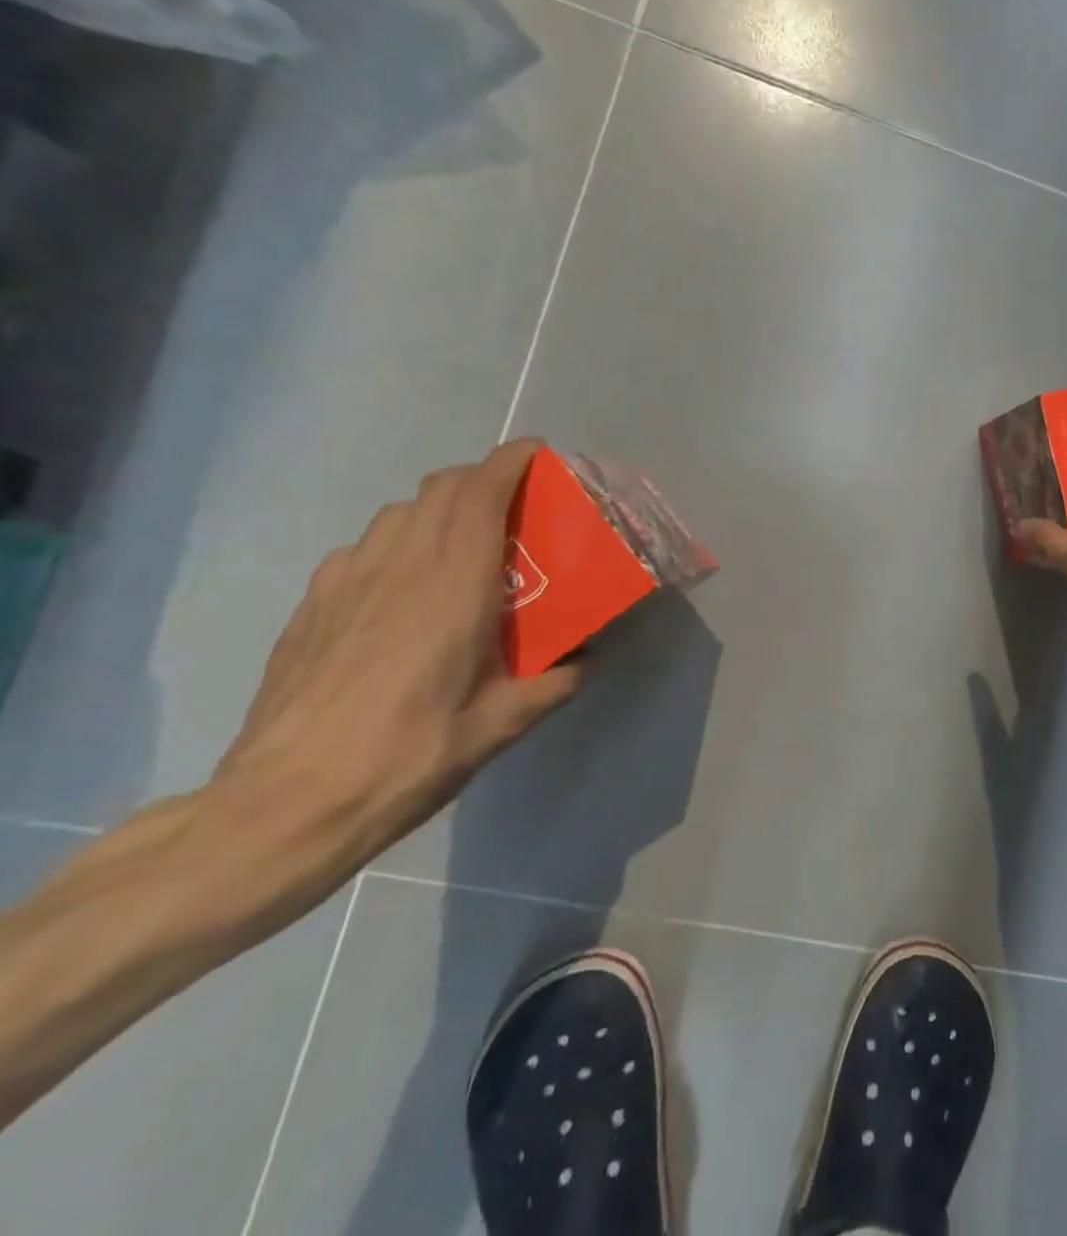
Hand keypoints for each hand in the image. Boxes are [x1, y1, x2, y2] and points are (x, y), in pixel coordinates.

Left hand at [219, 438, 580, 863]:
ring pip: (398, 514)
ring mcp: (346, 584)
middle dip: (480, 479)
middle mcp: (398, 569)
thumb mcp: (504, 725)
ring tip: (465, 542)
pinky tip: (404, 586)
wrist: (287, 804)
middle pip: (438, 491)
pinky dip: (396, 543)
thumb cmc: (411, 756)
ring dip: (439, 508)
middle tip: (516, 503)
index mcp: (453, 588)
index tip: (537, 454)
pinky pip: (363, 548)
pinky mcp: (313, 607)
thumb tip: (586, 658)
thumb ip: (556, 681)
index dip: (508, 462)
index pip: (479, 495)